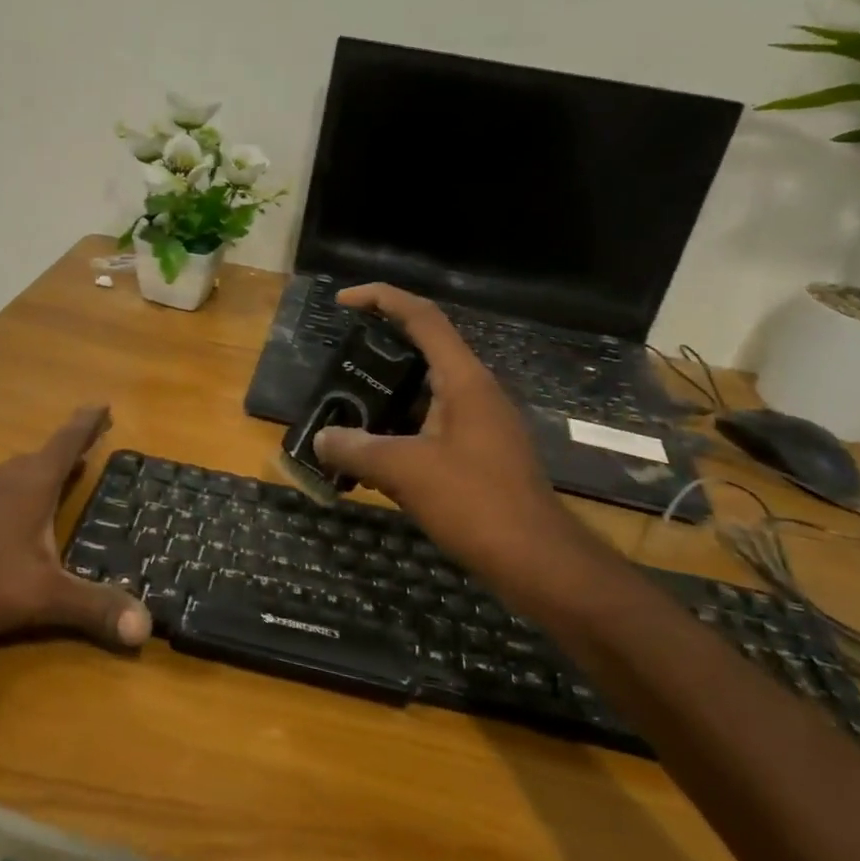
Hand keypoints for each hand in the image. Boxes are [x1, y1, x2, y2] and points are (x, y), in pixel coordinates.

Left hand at [0, 407, 151, 664]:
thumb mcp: (42, 598)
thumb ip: (93, 608)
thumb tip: (146, 626)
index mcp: (30, 487)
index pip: (66, 444)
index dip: (86, 424)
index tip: (103, 404)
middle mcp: (1, 483)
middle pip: (39, 457)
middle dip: (65, 450)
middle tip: (86, 448)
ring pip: (7, 475)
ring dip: (31, 473)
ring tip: (46, 478)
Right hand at [313, 285, 591, 601]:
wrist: (538, 561)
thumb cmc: (476, 503)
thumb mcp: (405, 472)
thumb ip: (357, 450)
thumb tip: (321, 439)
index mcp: (464, 380)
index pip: (423, 317)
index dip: (382, 299)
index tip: (343, 301)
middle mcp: (476, 393)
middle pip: (424, 352)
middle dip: (379, 351)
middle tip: (338, 362)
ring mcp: (481, 425)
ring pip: (426, 394)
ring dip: (387, 397)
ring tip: (345, 409)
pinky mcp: (479, 455)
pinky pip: (432, 427)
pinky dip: (399, 431)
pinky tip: (371, 456)